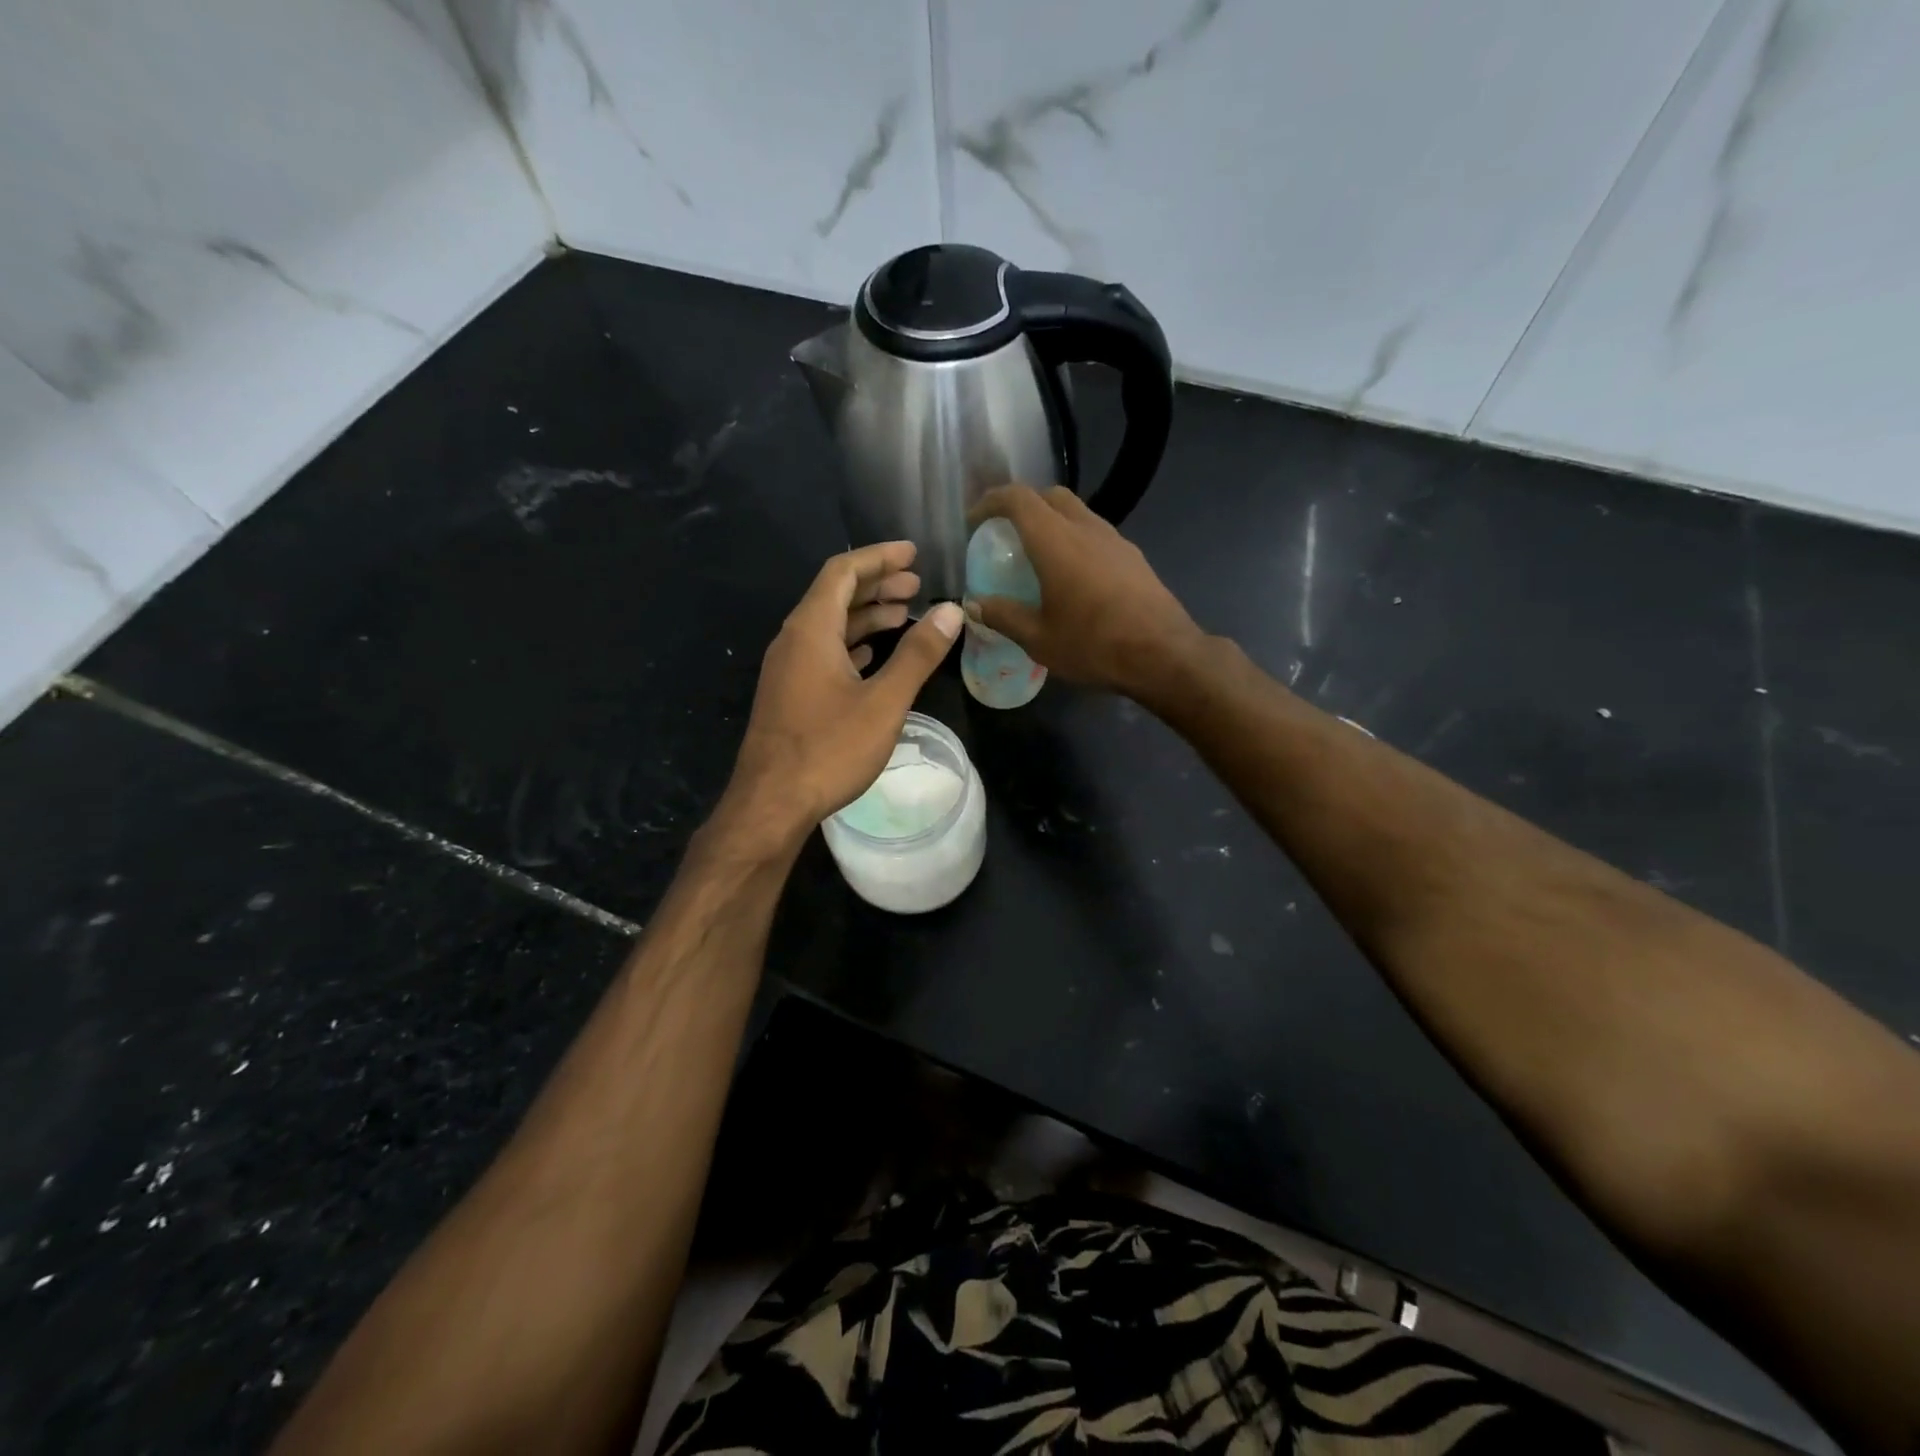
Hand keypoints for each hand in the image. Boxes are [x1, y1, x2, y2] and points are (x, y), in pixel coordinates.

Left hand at [725, 542, 962, 840]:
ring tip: (905, 614)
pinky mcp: (789, 694)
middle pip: (835, 595)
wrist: (772, 802)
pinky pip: (823, 652)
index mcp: (811, 629)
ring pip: (829, 626)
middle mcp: (794, 640)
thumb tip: (952, 612)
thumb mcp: (884, 701)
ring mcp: (788, 668)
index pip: (843, 572)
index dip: (879, 557)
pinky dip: (852, 644)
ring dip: (866, 616)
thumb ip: (918, 655)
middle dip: (877, 585)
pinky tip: (873, 655)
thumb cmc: (829, 748)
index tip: (913, 553)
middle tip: (917, 585)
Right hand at [968, 484, 1201, 700]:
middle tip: (1005, 534)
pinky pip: (1095, 534)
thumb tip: (975, 604)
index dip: (991, 502)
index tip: (975, 522)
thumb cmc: (1094, 645)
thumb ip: (1003, 616)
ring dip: (1052, 522)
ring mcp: (1115, 540)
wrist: (1163, 655)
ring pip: (1077, 512)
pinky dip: (1075, 540)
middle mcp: (1086, 529)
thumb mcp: (1038, 639)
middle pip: (1050, 496)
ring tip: (1037, 555)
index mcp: (1056, 542)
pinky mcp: (1133, 557)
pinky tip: (1072, 575)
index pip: (1018, 499)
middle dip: (1023, 506)